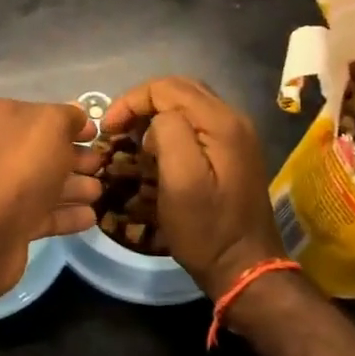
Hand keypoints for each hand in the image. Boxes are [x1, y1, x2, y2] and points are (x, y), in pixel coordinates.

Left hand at [0, 99, 105, 307]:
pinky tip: (91, 217)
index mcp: (3, 120)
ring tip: (100, 193)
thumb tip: (77, 115)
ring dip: (75, 186)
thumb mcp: (50, 126)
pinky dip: (68, 214)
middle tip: (102, 166)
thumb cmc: (19, 168)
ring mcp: (4, 189)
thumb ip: (68, 116)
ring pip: (47, 183)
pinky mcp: (11, 224)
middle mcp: (0, 150)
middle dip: (76, 157)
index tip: (98, 134)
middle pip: (47, 151)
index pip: (44, 115)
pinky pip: (45, 214)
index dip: (73, 123)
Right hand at [104, 77, 286, 298]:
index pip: (168, 87)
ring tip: (132, 135)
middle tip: (117, 127)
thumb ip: (169, 134)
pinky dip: (171, 125)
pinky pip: (197, 122)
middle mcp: (233, 119)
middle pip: (180, 89)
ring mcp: (236, 135)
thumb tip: (157, 119)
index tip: (109, 128)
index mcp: (222, 122)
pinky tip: (157, 147)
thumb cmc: (207, 229)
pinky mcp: (233, 151)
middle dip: (143, 102)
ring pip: (188, 103)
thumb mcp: (181, 181)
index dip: (133, 100)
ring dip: (156, 112)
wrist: (245, 268)